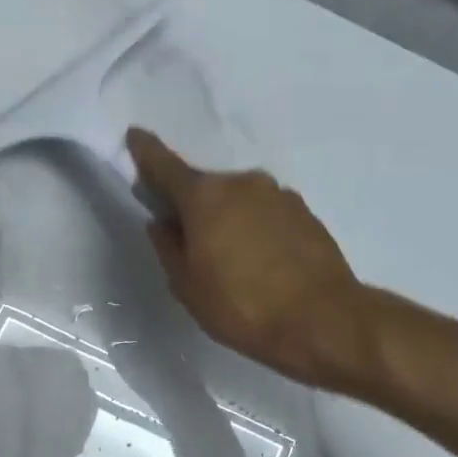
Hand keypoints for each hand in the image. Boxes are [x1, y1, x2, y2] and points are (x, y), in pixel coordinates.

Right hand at [127, 128, 364, 386]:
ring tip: (229, 260)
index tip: (134, 135)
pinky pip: (265, 213)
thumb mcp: (188, 287)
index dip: (146, 152)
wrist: (323, 320)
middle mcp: (242, 184)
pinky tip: (259, 262)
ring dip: (227, 219)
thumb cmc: (242, 307)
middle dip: (192, 206)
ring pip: (238, 200)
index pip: (165, 166)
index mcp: (205, 197)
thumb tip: (162, 223)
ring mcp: (278, 194)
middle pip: (205, 188)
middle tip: (188, 242)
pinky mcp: (304, 212)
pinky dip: (254, 228)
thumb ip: (168, 249)